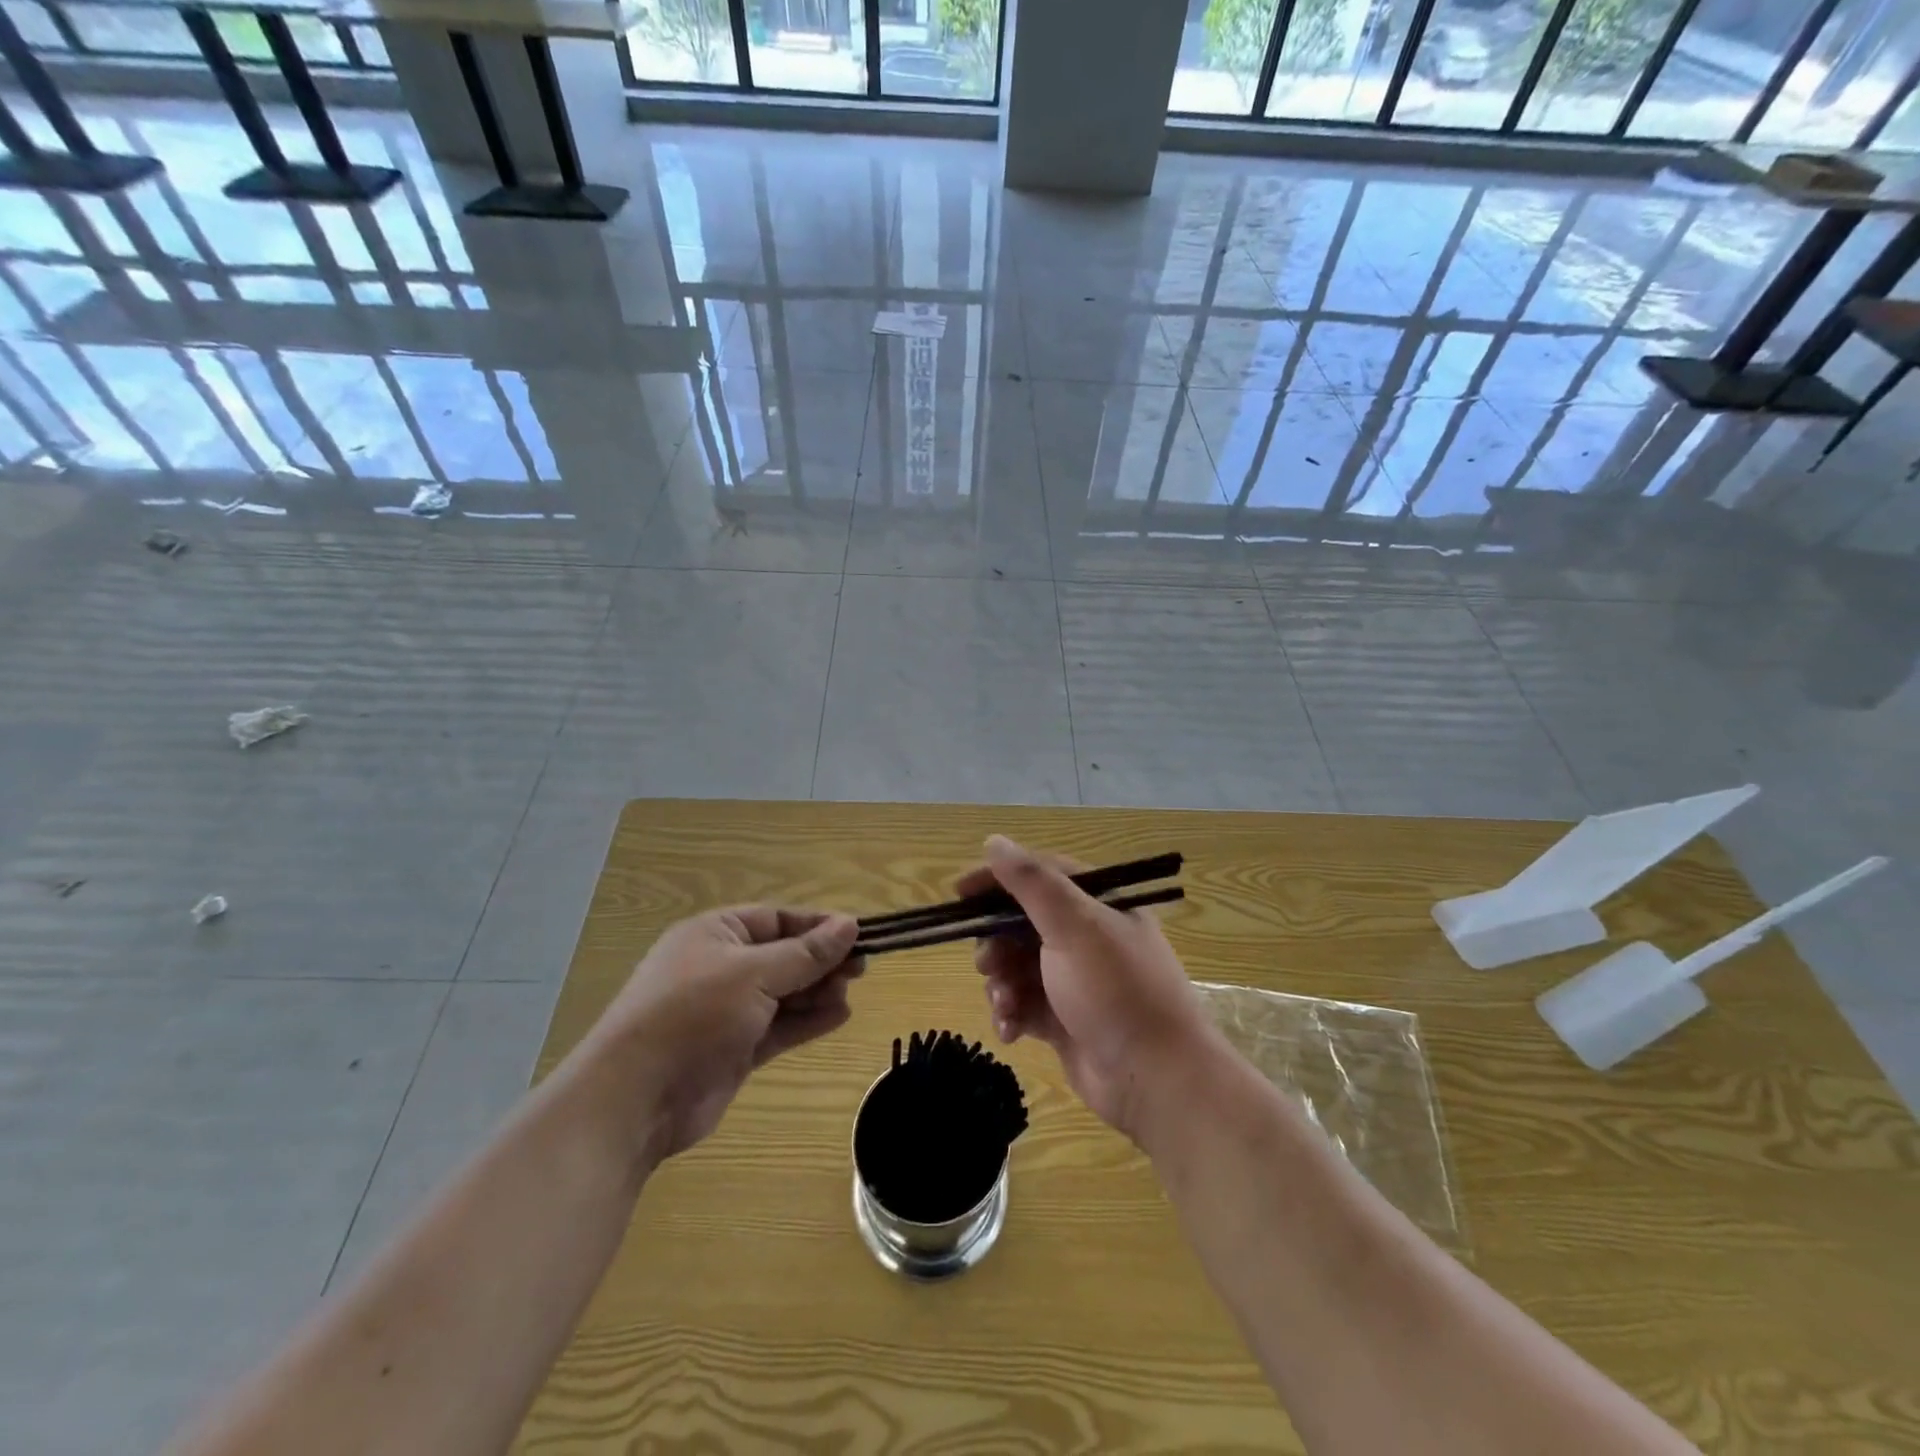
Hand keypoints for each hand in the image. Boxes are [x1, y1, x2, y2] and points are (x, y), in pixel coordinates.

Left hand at [577, 907, 862, 1163]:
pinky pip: (779, 1026)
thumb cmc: (694, 1014)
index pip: (777, 919)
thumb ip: (805, 953)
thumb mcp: (754, 973)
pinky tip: (839, 1016)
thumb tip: (850, 925)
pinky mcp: (734, 1048)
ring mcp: (726, 1010)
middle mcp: (721, 967)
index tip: (858, 934)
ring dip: (817, 991)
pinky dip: (807, 1021)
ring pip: (783, 992)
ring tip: (850, 994)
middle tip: (861, 969)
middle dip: (820, 961)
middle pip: (783, 955)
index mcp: (715, 933)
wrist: (636, 1098)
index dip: (817, 926)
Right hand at [965, 836, 1223, 1146]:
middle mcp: (1087, 936)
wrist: (1155, 1079)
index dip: (997, 880)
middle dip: (996, 943)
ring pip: (1016, 965)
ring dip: (1001, 983)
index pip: (1040, 875)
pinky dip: (1011, 1013)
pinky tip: (1011, 1031)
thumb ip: (1032, 882)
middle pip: (1021, 923)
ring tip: (1004, 1003)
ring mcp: (1074, 979)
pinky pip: (1023, 1003)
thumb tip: (993, 841)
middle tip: (986, 963)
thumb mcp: (1074, 926)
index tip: (959, 893)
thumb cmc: (1115, 990)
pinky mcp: (1064, 1018)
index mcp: (1099, 904)